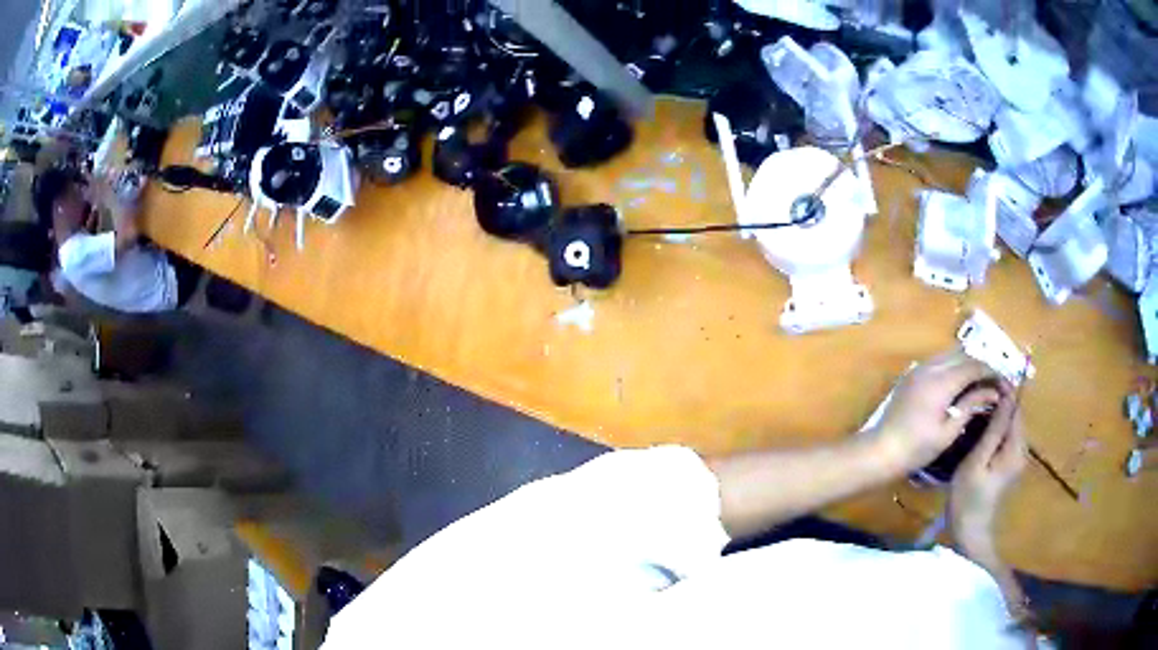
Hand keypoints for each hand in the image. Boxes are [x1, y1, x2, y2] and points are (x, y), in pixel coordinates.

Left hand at [870, 349, 1006, 472]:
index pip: (973, 365)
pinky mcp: (911, 375)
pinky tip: (961, 386)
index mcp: (941, 381)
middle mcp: (929, 367)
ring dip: (967, 364)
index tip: (1004, 384)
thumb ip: (971, 405)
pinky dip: (953, 368)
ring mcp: (918, 369)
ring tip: (980, 384)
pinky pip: (938, 362)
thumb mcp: (948, 431)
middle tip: (993, 383)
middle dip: (981, 365)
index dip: (992, 372)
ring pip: (950, 355)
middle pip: (963, 354)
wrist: (880, 451)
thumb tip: (993, 392)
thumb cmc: (917, 448)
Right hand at [949, 396, 1026, 558]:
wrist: (969, 533)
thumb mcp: (976, 462)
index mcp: (1016, 447)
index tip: (984, 379)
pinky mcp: (1009, 463)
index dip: (1003, 391)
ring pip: (1009, 424)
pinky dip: (995, 426)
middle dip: (999, 400)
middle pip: (1014, 414)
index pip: (1015, 407)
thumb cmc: (969, 498)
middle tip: (976, 391)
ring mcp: (1016, 457)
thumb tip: (1004, 396)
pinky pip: (1005, 435)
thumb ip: (993, 429)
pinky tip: (979, 426)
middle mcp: (1022, 449)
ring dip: (996, 412)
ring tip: (975, 404)